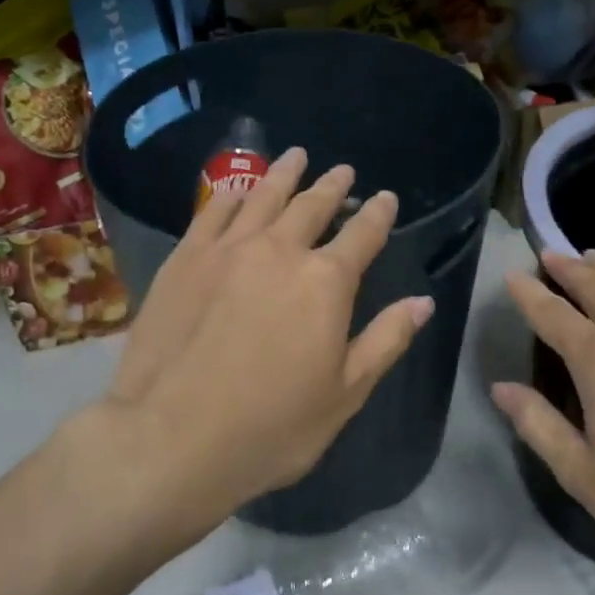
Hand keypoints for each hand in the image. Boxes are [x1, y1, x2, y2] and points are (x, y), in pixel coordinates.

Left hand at [93, 149, 433, 541]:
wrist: (171, 438)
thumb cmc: (271, 427)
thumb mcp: (344, 393)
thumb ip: (386, 340)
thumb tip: (423, 302)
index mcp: (326, 282)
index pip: (362, 236)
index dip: (377, 214)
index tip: (384, 197)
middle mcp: (279, 251)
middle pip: (312, 207)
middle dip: (332, 187)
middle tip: (343, 171)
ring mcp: (227, 250)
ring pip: (262, 197)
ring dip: (284, 175)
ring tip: (297, 156)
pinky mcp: (184, 259)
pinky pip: (212, 212)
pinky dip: (230, 194)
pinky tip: (235, 188)